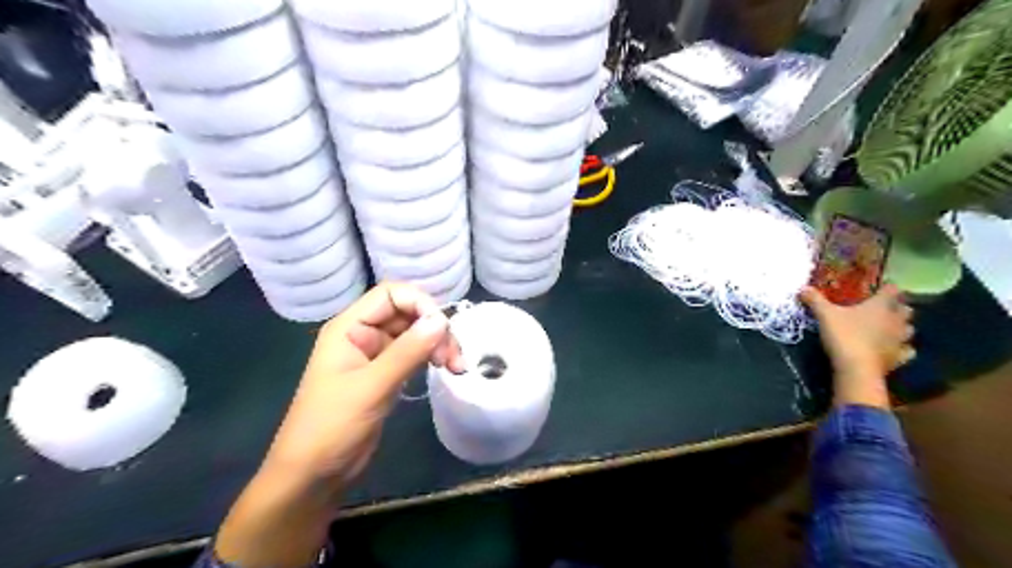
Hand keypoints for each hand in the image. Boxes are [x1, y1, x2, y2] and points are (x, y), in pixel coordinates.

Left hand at [263, 283, 463, 485]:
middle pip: (408, 312)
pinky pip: (415, 354)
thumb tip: (442, 320)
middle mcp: (363, 334)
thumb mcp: (371, 387)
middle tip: (454, 357)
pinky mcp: (387, 374)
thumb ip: (407, 352)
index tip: (443, 329)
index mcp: (349, 327)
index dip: (420, 303)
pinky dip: (433, 357)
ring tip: (457, 367)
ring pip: (415, 333)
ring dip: (439, 344)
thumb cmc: (331, 426)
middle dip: (435, 328)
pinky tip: (447, 370)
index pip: (391, 294)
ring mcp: (376, 354)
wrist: (312, 475)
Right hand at [804, 284, 913, 408]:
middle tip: (884, 308)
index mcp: (881, 305)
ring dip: (902, 327)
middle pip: (906, 309)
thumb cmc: (844, 335)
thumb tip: (802, 288)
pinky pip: (907, 350)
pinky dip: (902, 348)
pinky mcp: (900, 357)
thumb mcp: (824, 314)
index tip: (879, 287)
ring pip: (909, 329)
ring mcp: (900, 339)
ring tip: (889, 327)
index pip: (892, 290)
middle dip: (898, 307)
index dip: (887, 287)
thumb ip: (815, 299)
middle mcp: (895, 320)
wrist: (856, 368)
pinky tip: (893, 348)